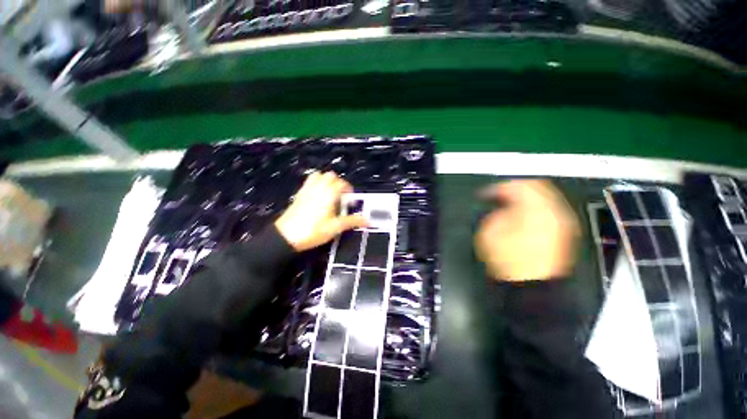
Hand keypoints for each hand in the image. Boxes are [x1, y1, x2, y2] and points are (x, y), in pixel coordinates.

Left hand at [275, 172, 367, 251]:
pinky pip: (309, 181)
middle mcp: (318, 187)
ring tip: (330, 193)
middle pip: (331, 176)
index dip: (349, 190)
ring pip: (319, 175)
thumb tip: (367, 220)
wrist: (286, 236)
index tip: (350, 200)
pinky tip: (318, 196)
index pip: (342, 183)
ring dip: (327, 180)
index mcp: (329, 194)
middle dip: (339, 182)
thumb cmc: (314, 231)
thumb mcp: (335, 227)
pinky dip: (316, 183)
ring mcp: (307, 189)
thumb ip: (352, 221)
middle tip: (341, 196)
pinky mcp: (299, 194)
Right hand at [474, 180, 579, 281]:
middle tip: (499, 194)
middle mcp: (552, 212)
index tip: (486, 194)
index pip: (517, 186)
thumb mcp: (490, 233)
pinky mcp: (562, 232)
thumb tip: (500, 209)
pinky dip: (534, 207)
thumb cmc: (509, 259)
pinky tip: (522, 214)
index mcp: (533, 209)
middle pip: (536, 187)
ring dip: (525, 196)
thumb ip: (495, 214)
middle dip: (514, 188)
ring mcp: (560, 222)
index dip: (498, 187)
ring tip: (509, 203)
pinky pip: (549, 209)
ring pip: (544, 196)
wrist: (532, 284)